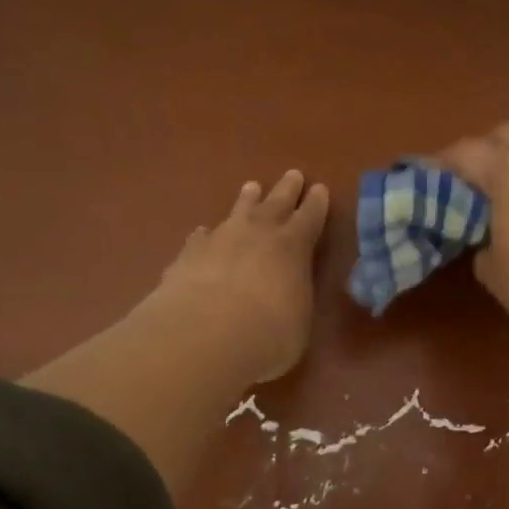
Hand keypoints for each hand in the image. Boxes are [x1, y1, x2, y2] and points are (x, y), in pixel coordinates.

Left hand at [152, 169, 329, 382]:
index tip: (320, 189)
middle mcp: (258, 233)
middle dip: (287, 189)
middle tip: (293, 174)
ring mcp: (221, 239)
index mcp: (293, 247)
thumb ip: (294, 301)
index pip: (310, 218)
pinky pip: (201, 237)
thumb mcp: (299, 321)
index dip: (316, 204)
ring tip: (251, 187)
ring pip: (238, 211)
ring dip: (247, 200)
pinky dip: (206, 235)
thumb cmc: (269, 334)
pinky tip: (203, 234)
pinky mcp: (189, 254)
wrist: (206, 333)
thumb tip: (288, 297)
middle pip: (276, 203)